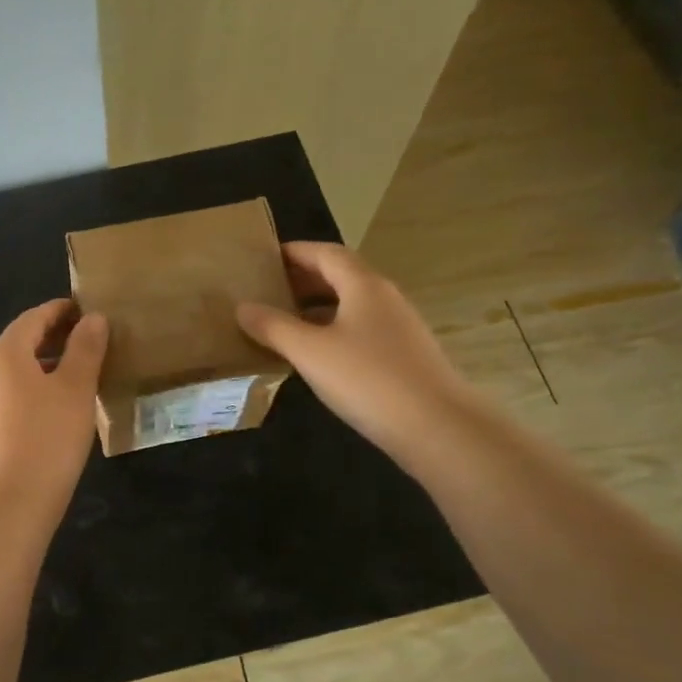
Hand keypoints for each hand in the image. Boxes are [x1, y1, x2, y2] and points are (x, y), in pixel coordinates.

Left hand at [0, 300, 107, 520]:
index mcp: (4, 355)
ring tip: (76, 379)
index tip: (86, 310)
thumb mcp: (75, 390)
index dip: (60, 310)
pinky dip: (31, 393)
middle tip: (88, 342)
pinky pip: (7, 400)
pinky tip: (52, 414)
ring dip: (43, 368)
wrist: (4, 508)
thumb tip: (93, 318)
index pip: (33, 318)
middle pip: (19, 344)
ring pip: (13, 375)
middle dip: (52, 338)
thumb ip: (85, 349)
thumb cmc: (46, 440)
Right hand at [237, 242, 472, 463]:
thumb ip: (273, 327)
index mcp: (363, 285)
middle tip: (267, 288)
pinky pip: (361, 330)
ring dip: (317, 306)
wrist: (438, 429)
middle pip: (340, 276)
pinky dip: (333, 330)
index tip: (264, 258)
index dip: (294, 252)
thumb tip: (242, 307)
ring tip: (283, 320)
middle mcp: (384, 298)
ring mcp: (399, 328)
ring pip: (351, 305)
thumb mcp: (310, 352)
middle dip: (303, 278)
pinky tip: (316, 354)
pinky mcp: (404, 357)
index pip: (326, 253)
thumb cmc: (368, 379)